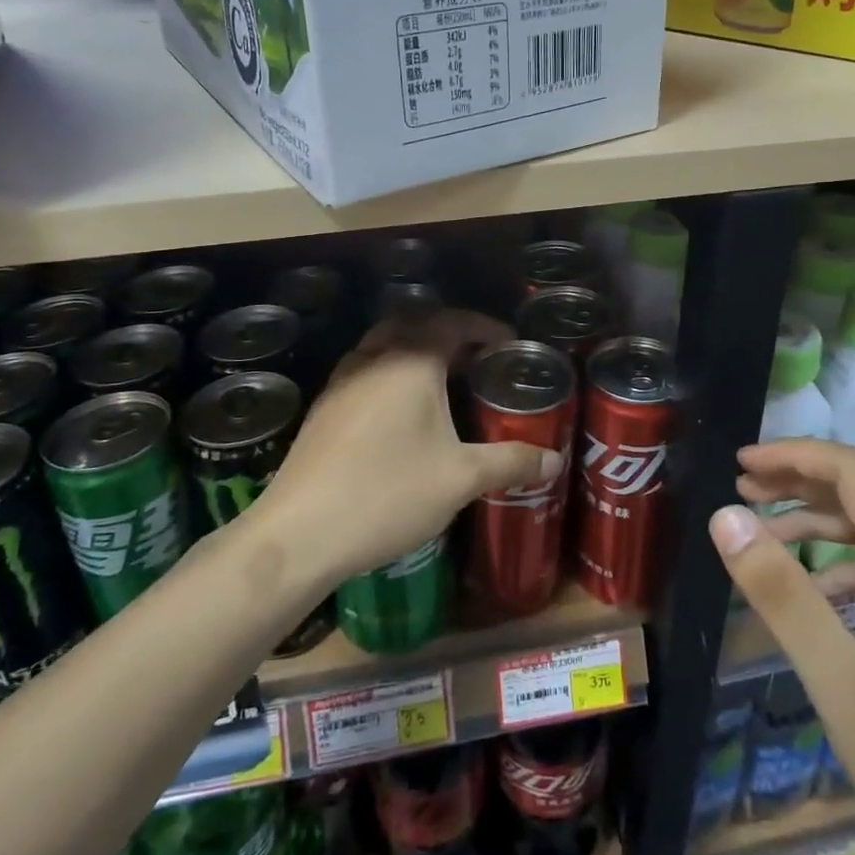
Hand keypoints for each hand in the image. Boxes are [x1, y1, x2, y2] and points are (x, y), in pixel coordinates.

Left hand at [257, 309, 560, 586]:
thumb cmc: (388, 493)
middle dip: (448, 331)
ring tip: (444, 380)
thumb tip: (554, 461)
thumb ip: (510, 463)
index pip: (452, 322)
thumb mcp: (460, 479)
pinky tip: (402, 412)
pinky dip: (390, 372)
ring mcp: (342, 381)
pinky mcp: (324, 408)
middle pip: (414, 323)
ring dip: (415, 349)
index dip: (484, 326)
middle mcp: (373, 358)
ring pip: (384, 344)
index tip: (509, 342)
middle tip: (477, 357)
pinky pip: (365, 370)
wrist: (299, 532)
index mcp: (410, 361)